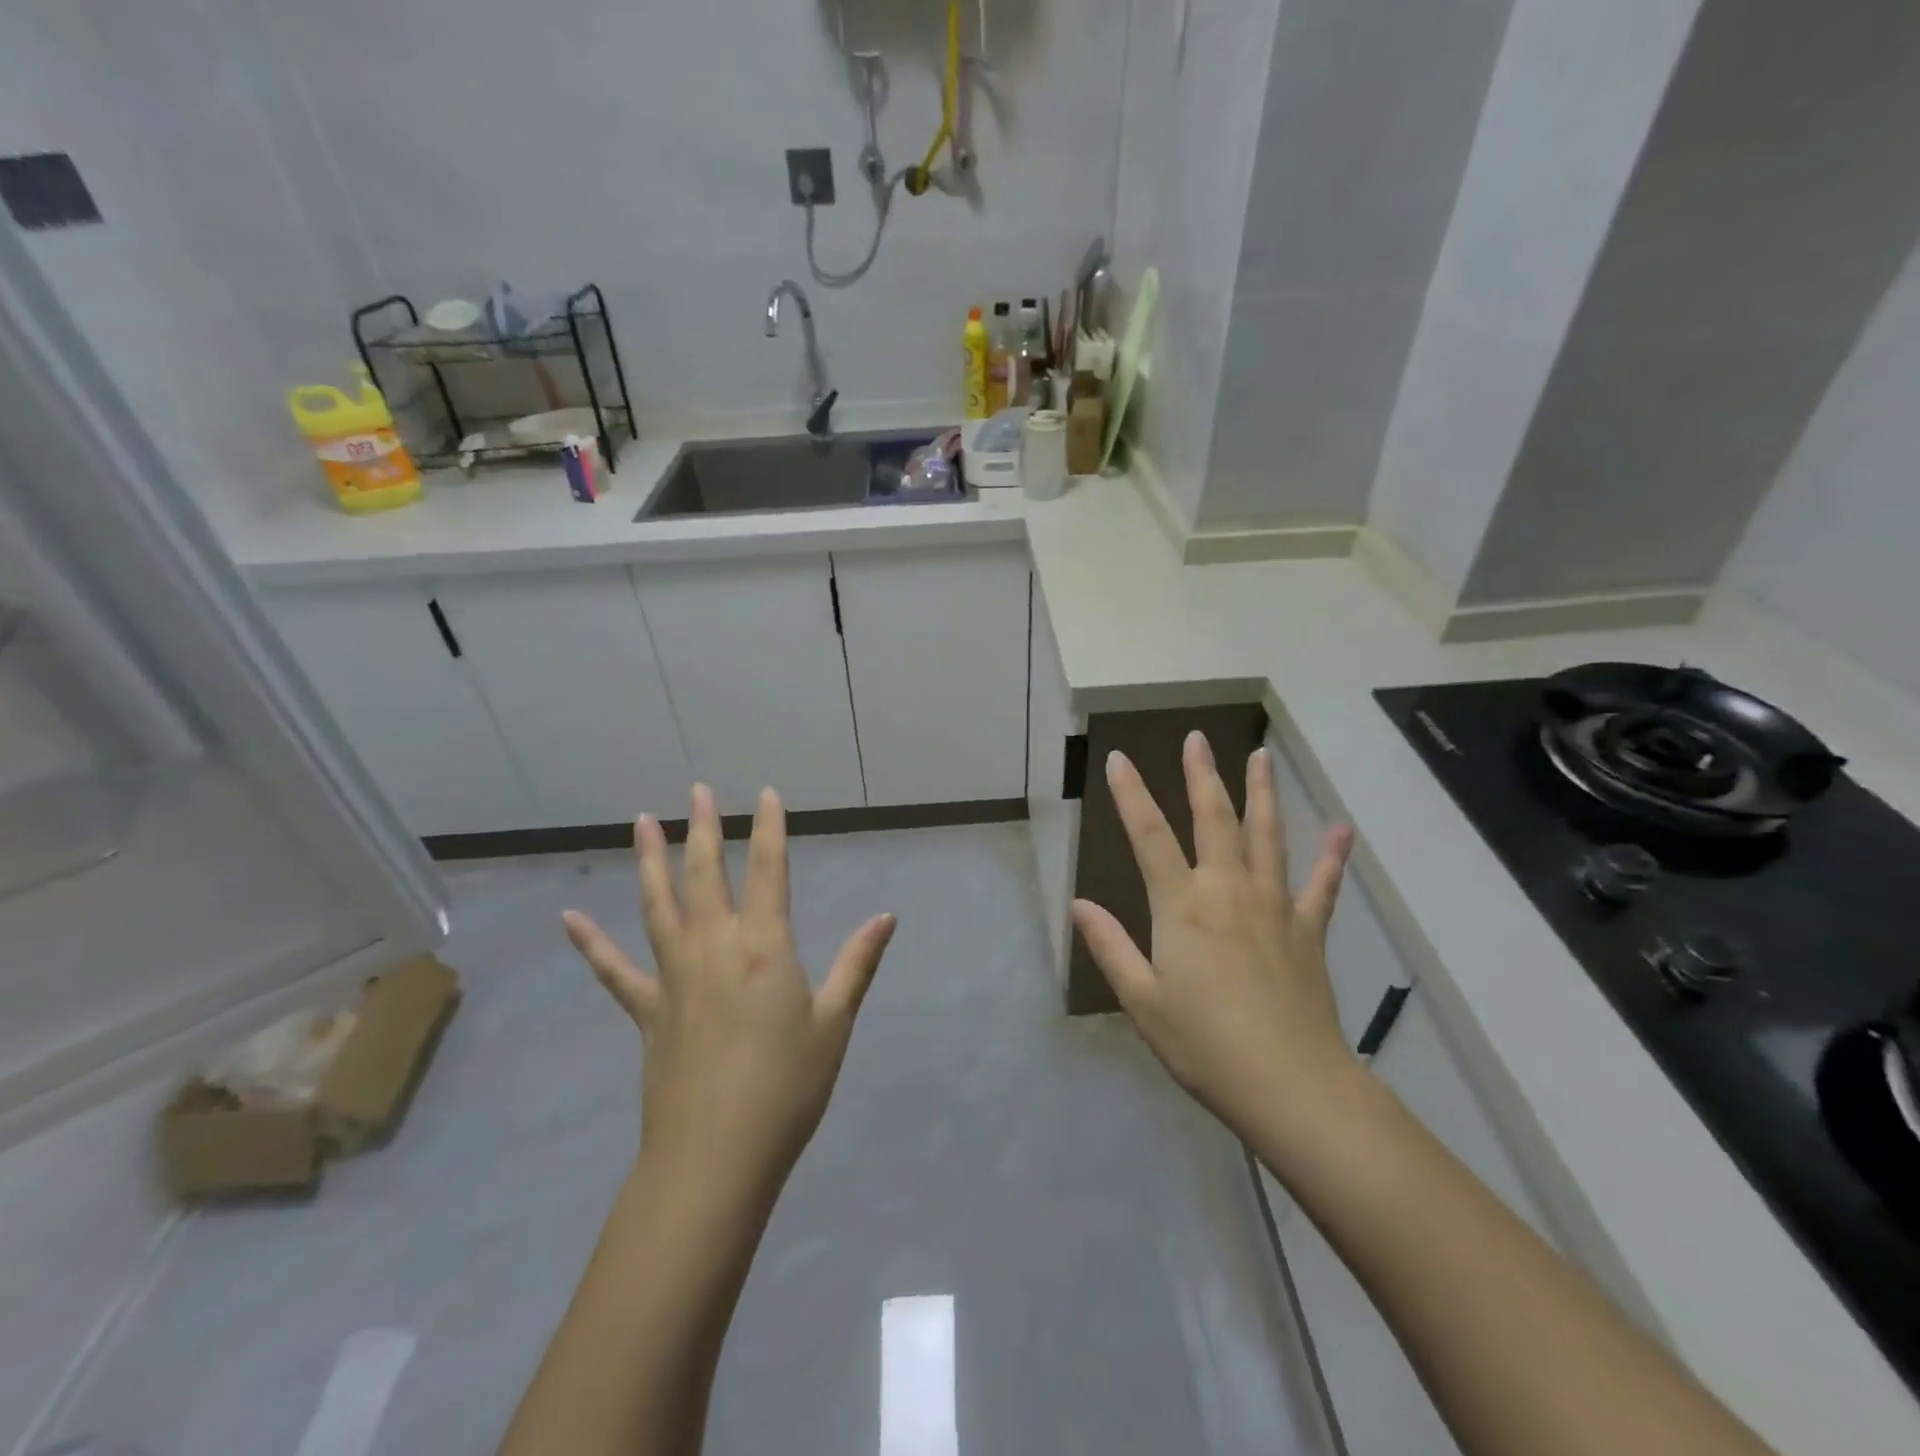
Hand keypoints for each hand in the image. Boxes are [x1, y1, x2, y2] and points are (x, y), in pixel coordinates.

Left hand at [562, 784, 895, 1197]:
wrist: (716, 1157)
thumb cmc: (787, 1086)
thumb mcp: (835, 1022)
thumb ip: (858, 964)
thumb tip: (886, 917)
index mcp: (764, 946)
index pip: (769, 871)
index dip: (770, 829)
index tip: (766, 794)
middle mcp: (714, 947)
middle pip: (707, 875)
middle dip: (705, 829)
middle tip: (697, 791)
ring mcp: (673, 977)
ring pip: (657, 905)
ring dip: (650, 861)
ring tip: (642, 822)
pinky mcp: (648, 1011)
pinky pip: (615, 970)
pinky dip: (592, 944)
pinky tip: (570, 919)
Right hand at [1071, 733, 1359, 1141]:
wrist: (1291, 1086)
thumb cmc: (1205, 1045)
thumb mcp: (1142, 1000)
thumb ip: (1111, 946)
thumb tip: (1079, 904)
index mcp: (1181, 905)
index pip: (1148, 835)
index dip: (1131, 795)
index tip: (1119, 759)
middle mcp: (1227, 890)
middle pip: (1213, 819)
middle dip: (1201, 775)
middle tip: (1197, 738)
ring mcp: (1273, 906)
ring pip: (1267, 836)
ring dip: (1262, 793)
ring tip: (1261, 756)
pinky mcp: (1307, 930)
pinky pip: (1321, 884)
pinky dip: (1332, 857)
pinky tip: (1343, 829)